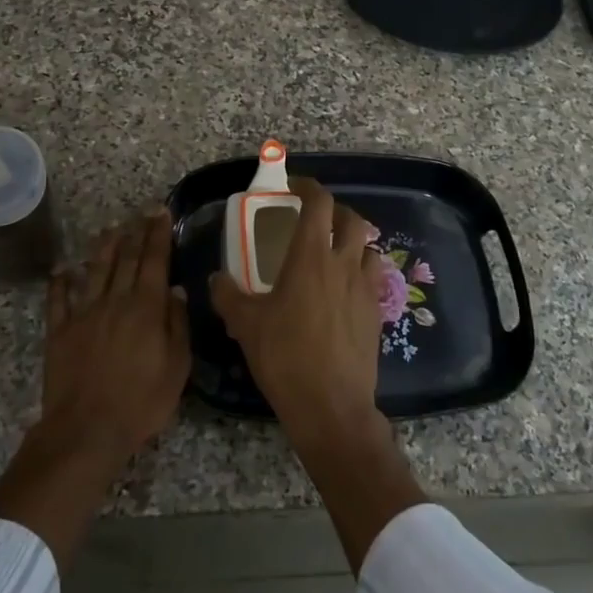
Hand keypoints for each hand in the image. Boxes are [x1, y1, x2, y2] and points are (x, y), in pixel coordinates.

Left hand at [0, 209, 189, 567]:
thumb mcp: (176, 367)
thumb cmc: (141, 402)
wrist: (87, 429)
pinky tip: (62, 268)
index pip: (154, 261)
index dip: (158, 234)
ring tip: (110, 229)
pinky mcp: (60, 331)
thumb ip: (177, 325)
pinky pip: (58, 299)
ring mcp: (84, 313)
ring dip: (104, 247)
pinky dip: (60, 281)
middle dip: (136, 232)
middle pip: (126, 259)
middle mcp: (115, 301)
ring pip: (95, 270)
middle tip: (142, 212)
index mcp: (146, 308)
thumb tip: (175, 290)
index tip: (161, 213)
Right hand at [207, 178, 384, 441]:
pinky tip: (342, 290)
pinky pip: (373, 277)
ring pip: (368, 247)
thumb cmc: (285, 357)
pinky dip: (360, 271)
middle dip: (335, 210)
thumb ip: (228, 295)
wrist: (331, 406)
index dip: (308, 187)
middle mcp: (343, 264)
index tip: (293, 187)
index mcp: (310, 258)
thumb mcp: (245, 325)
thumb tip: (216, 278)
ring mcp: (365, 288)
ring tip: (333, 253)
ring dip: (352, 241)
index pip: (319, 203)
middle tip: (314, 219)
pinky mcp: (376, 313)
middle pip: (352, 219)